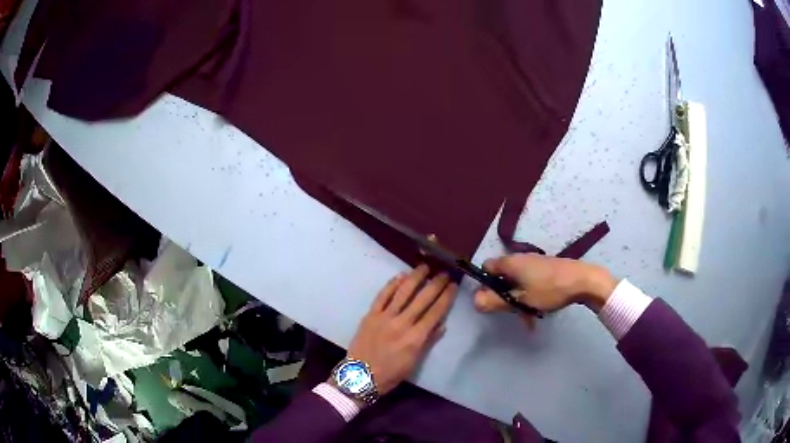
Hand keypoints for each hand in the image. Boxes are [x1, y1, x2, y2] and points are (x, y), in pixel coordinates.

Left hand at [343, 265, 456, 398]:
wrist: (360, 376)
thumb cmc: (390, 374)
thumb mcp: (414, 363)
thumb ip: (428, 342)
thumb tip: (442, 325)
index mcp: (415, 338)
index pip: (435, 313)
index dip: (446, 298)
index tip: (453, 286)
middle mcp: (402, 324)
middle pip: (422, 299)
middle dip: (435, 284)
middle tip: (444, 273)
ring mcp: (384, 317)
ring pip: (403, 293)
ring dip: (415, 278)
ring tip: (424, 267)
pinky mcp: (370, 315)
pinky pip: (382, 296)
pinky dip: (392, 285)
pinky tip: (400, 276)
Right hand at [474, 253, 616, 321]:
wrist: (583, 280)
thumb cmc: (550, 289)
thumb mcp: (521, 300)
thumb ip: (496, 301)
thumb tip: (474, 301)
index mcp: (511, 263)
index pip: (487, 267)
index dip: (485, 284)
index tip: (492, 300)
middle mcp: (520, 259)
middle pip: (502, 277)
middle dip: (504, 296)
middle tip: (512, 313)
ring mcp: (534, 263)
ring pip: (517, 282)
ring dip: (518, 299)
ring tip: (528, 317)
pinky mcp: (546, 268)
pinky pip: (530, 282)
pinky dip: (530, 295)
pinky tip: (539, 310)